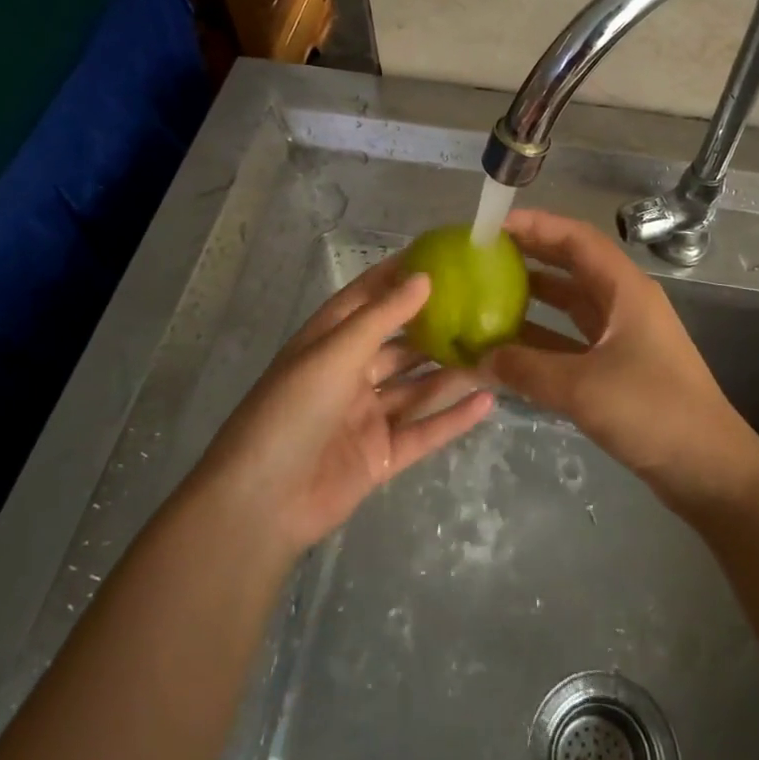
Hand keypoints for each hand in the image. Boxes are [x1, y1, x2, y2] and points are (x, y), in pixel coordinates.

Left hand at [196, 258, 495, 555]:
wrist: (261, 504)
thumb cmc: (291, 412)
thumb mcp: (334, 354)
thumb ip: (382, 317)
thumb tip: (424, 277)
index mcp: (329, 342)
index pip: (367, 297)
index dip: (398, 275)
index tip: (439, 255)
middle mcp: (349, 373)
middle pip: (400, 343)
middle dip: (436, 326)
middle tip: (484, 305)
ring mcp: (367, 415)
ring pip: (417, 387)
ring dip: (452, 371)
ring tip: (496, 350)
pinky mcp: (382, 454)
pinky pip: (424, 429)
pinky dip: (454, 417)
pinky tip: (488, 400)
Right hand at [484, 209, 758, 515]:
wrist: (710, 469)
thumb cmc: (653, 412)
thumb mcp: (583, 387)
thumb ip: (527, 369)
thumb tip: (478, 360)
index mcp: (625, 290)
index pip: (577, 239)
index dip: (536, 226)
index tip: (494, 226)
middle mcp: (625, 304)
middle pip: (573, 266)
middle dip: (530, 256)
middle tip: (483, 256)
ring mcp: (624, 336)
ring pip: (572, 305)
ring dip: (534, 298)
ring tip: (487, 296)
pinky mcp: (620, 368)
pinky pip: (573, 340)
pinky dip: (543, 339)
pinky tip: (510, 349)